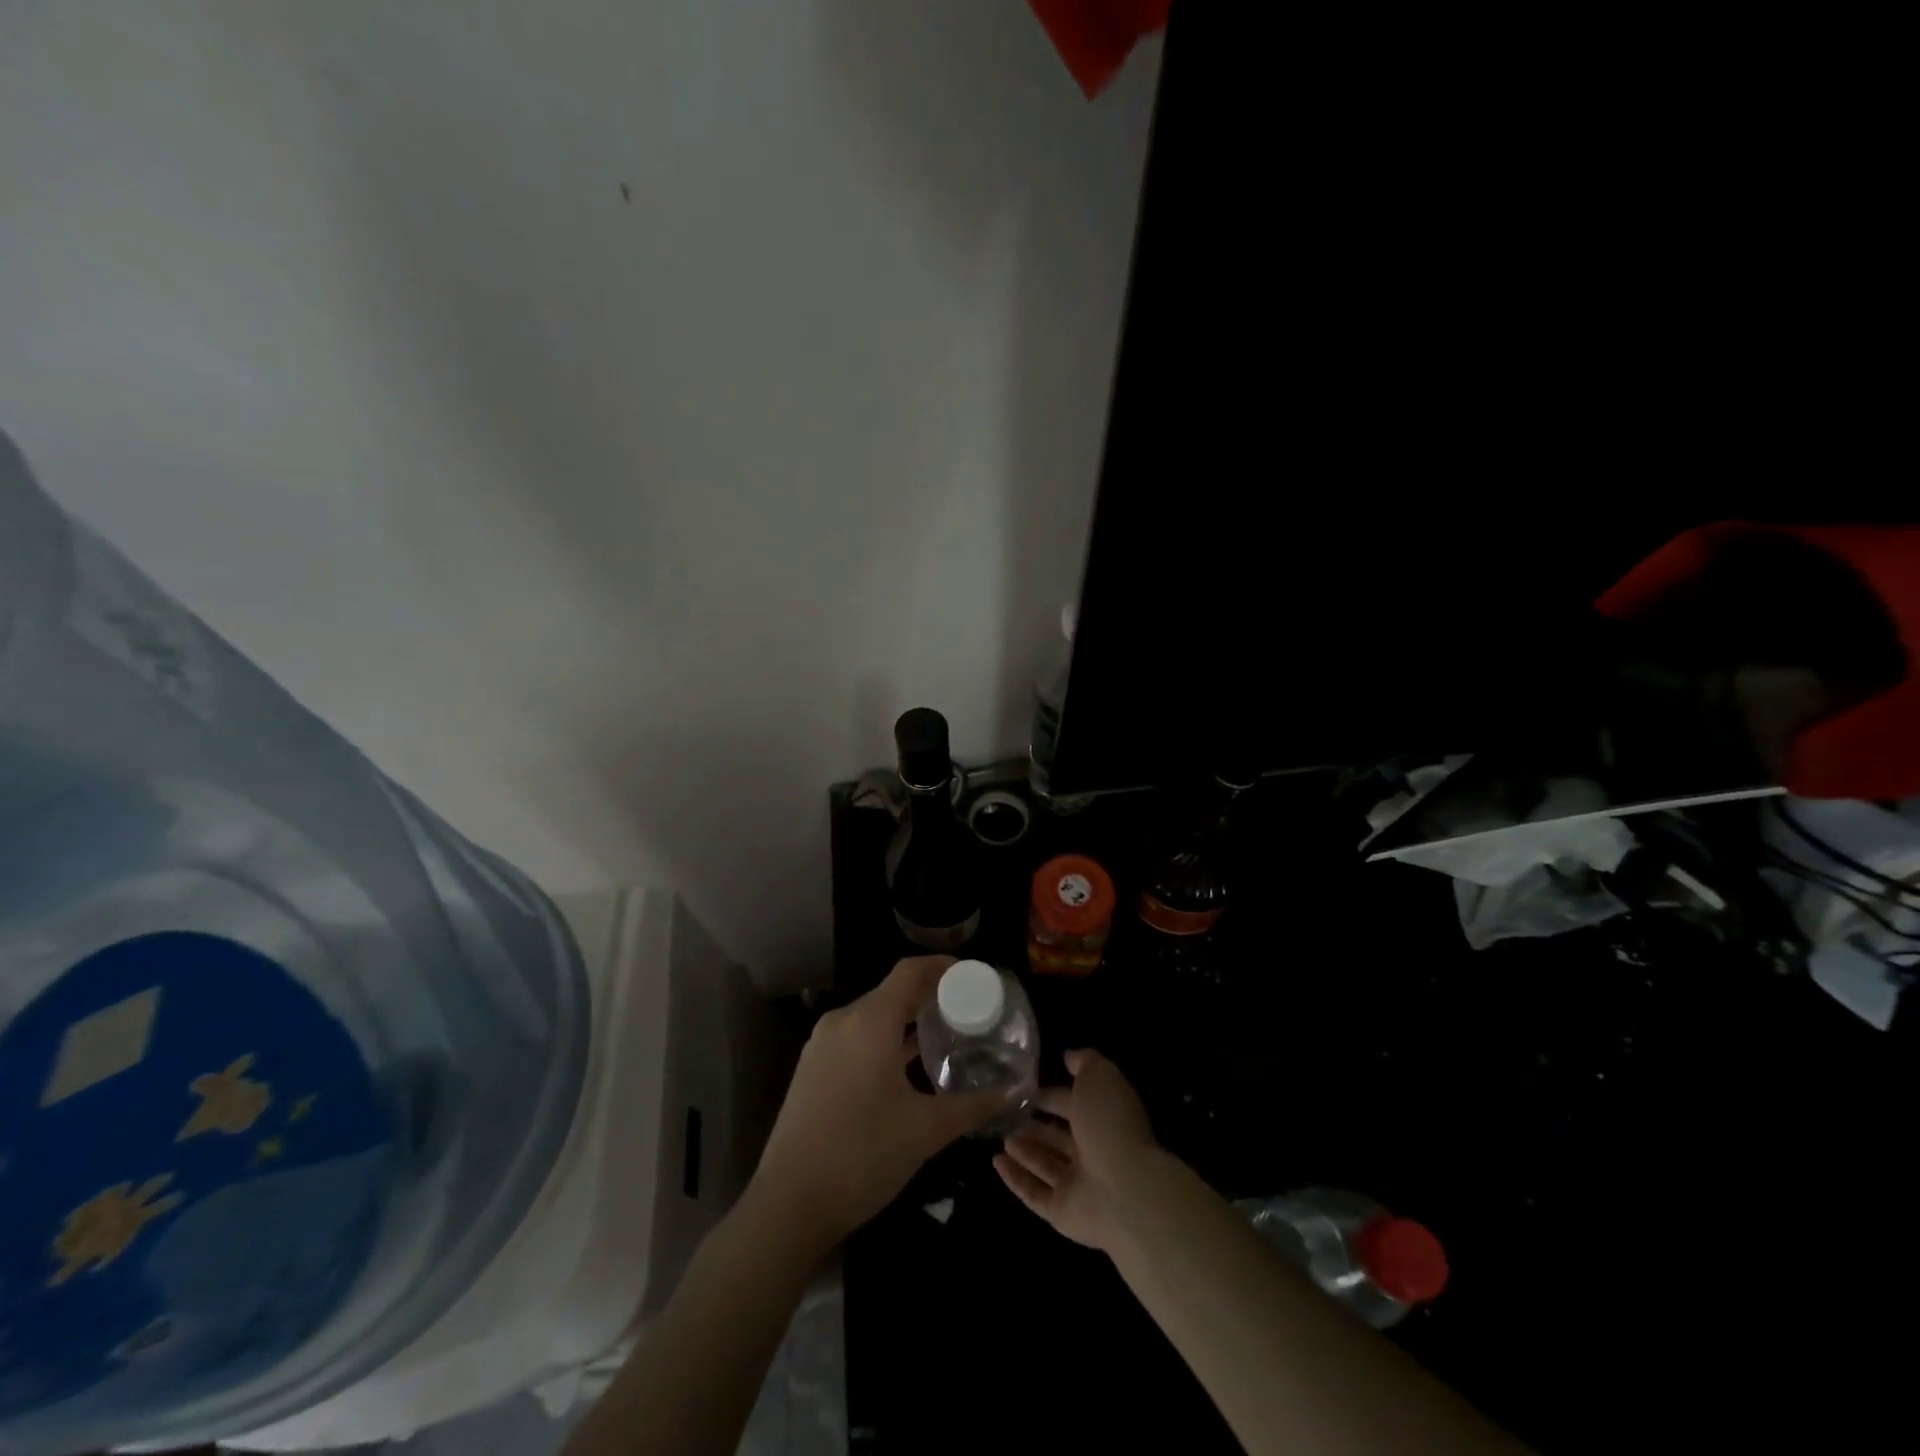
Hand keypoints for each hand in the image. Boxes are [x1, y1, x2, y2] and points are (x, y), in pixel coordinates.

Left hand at [750, 957, 1011, 1250]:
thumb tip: (1019, 1089)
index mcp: (869, 1021)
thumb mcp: (927, 1130)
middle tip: (968, 1010)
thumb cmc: (863, 1156)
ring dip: (907, 1020)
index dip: (943, 967)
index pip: (910, 971)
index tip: (974, 977)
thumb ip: (975, 1105)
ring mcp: (822, 1045)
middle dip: (930, 996)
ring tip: (944, 1035)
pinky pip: (856, 1036)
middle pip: (893, 991)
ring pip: (873, 1016)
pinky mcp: (812, 1068)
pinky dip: (884, 1039)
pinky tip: (907, 1066)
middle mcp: (842, 1021)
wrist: (788, 1204)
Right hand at [994, 1048, 1159, 1254]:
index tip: (1025, 1089)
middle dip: (1035, 1126)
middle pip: (1058, 1137)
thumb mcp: (1100, 1077)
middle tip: (1007, 1115)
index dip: (1051, 1096)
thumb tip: (1069, 1057)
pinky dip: (1015, 1178)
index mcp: (1103, 1119)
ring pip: (1045, 1164)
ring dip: (1024, 1151)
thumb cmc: (1110, 1124)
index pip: (1073, 1104)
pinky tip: (995, 1162)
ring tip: (1001, 1137)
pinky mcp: (1062, 1213)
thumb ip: (1085, 1063)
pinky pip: (1034, 1193)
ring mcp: (1078, 1185)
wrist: (1125, 1190)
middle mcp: (1092, 1152)